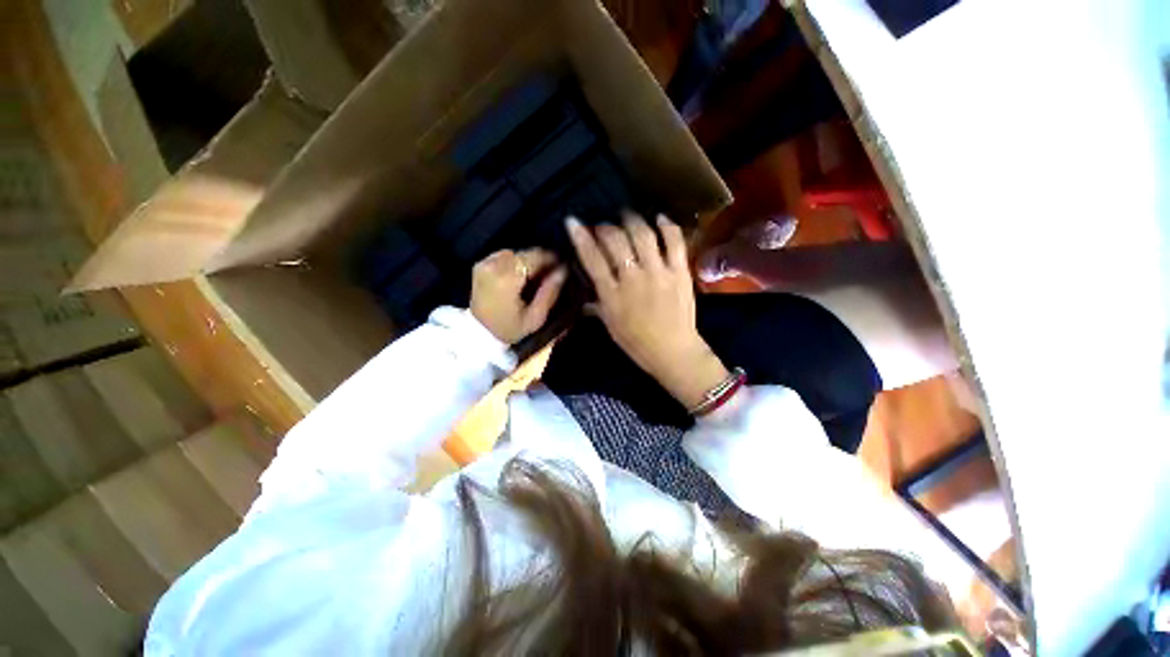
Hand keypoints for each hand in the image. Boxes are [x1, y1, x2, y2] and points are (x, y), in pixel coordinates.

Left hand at [471, 249, 566, 344]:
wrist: (479, 334)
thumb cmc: (510, 329)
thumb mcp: (535, 318)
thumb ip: (549, 293)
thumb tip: (563, 271)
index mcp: (508, 279)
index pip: (535, 257)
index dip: (552, 259)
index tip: (563, 265)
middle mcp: (494, 266)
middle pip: (525, 253)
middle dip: (540, 260)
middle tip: (552, 272)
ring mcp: (485, 264)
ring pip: (515, 253)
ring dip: (527, 261)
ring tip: (536, 275)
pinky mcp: (480, 265)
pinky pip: (503, 256)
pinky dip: (515, 262)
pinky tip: (520, 274)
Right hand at [566, 213, 728, 409]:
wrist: (673, 352)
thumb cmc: (637, 343)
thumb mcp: (610, 325)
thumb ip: (596, 304)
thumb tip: (584, 292)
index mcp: (613, 295)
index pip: (593, 259)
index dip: (581, 237)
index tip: (573, 221)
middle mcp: (633, 279)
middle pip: (616, 241)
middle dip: (605, 227)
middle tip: (603, 225)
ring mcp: (659, 273)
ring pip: (643, 235)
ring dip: (632, 220)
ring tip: (626, 215)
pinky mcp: (680, 272)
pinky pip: (675, 242)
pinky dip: (667, 225)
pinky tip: (659, 217)